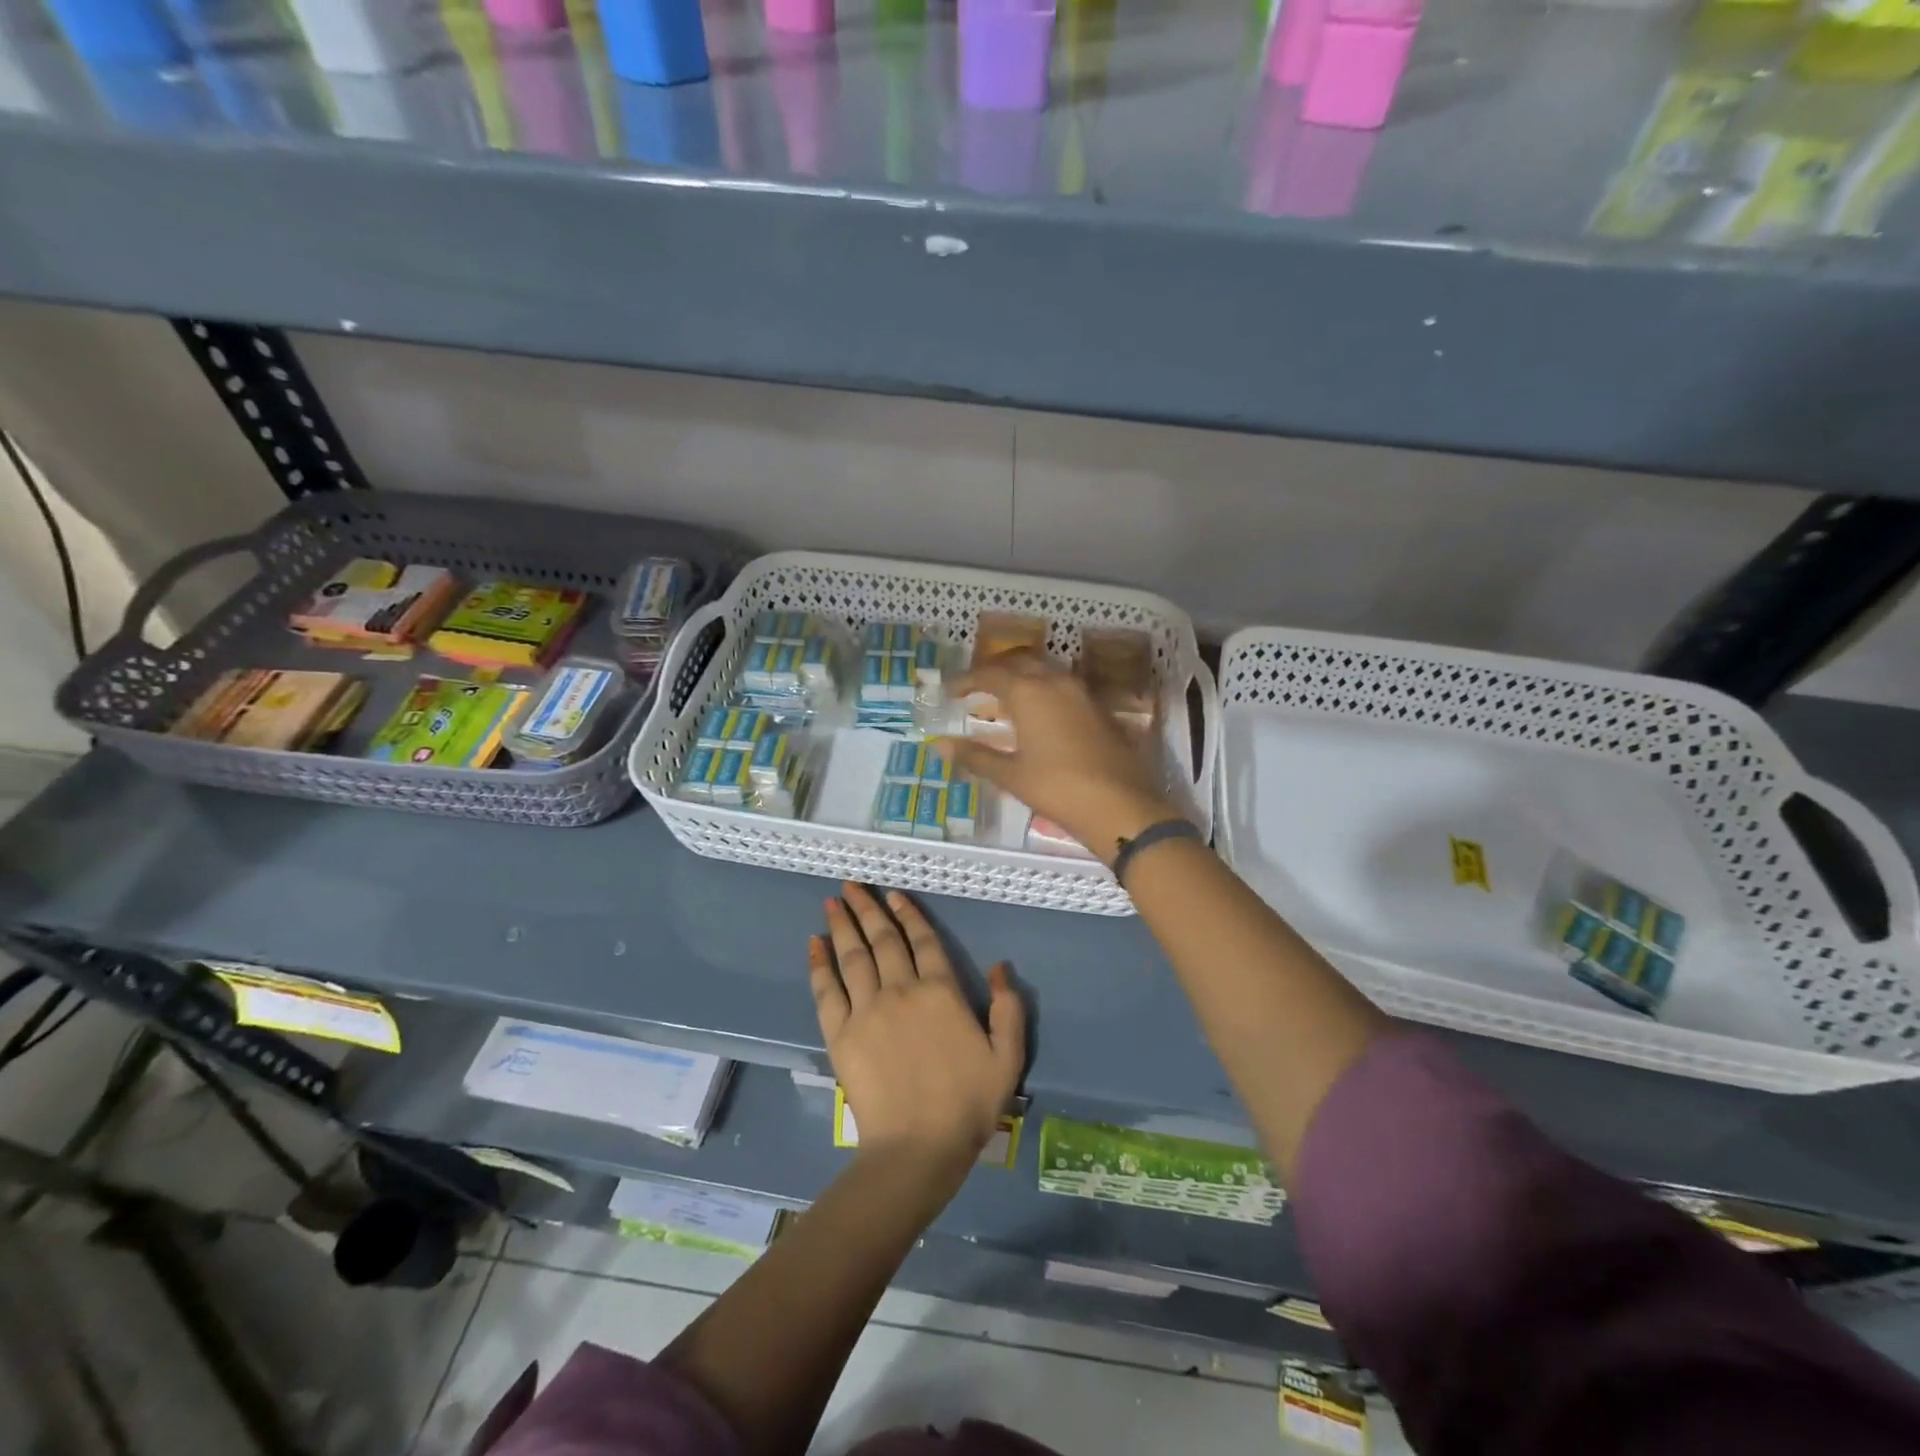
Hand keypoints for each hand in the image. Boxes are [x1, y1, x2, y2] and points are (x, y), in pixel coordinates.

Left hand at [809, 883, 1025, 1188]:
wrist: (918, 1147)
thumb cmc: (967, 1103)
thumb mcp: (1007, 1057)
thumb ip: (1008, 1008)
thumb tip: (999, 966)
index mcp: (941, 991)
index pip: (923, 940)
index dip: (909, 913)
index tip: (894, 894)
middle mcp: (901, 989)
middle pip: (883, 938)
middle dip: (867, 907)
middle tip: (852, 884)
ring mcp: (867, 1009)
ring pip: (853, 955)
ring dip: (842, 924)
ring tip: (833, 900)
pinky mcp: (841, 1033)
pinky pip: (827, 990)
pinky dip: (819, 964)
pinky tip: (814, 943)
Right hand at [944, 650, 1180, 863]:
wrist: (1121, 805)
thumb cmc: (1058, 788)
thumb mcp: (1011, 775)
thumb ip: (975, 756)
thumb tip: (940, 746)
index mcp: (1029, 692)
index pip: (990, 674)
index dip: (967, 681)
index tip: (949, 691)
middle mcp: (1056, 682)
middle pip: (1020, 663)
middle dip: (996, 671)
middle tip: (977, 688)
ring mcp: (1083, 693)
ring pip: (1046, 671)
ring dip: (1023, 677)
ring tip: (1006, 698)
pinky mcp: (1100, 709)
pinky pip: (1064, 687)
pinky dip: (1044, 690)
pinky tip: (1040, 713)